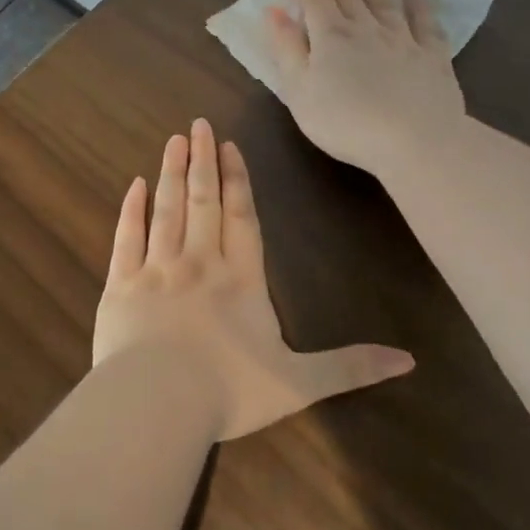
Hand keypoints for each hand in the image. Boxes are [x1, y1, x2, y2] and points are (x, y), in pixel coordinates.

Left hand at [93, 119, 413, 440]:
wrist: (157, 404)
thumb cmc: (229, 392)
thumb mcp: (300, 384)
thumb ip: (350, 367)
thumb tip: (409, 360)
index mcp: (241, 280)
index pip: (242, 218)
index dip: (237, 180)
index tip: (228, 146)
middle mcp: (199, 263)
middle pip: (203, 202)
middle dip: (203, 161)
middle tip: (197, 125)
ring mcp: (157, 270)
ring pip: (167, 209)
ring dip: (171, 172)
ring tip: (174, 140)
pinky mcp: (121, 284)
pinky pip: (126, 237)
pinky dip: (131, 209)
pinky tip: (134, 184)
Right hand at [266, 0, 467, 183]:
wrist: (414, 140)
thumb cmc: (345, 121)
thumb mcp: (299, 91)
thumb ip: (286, 49)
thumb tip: (274, 12)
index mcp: (329, 36)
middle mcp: (365, 28)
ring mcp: (402, 38)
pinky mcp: (432, 55)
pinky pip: (425, 21)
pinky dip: (419, 4)